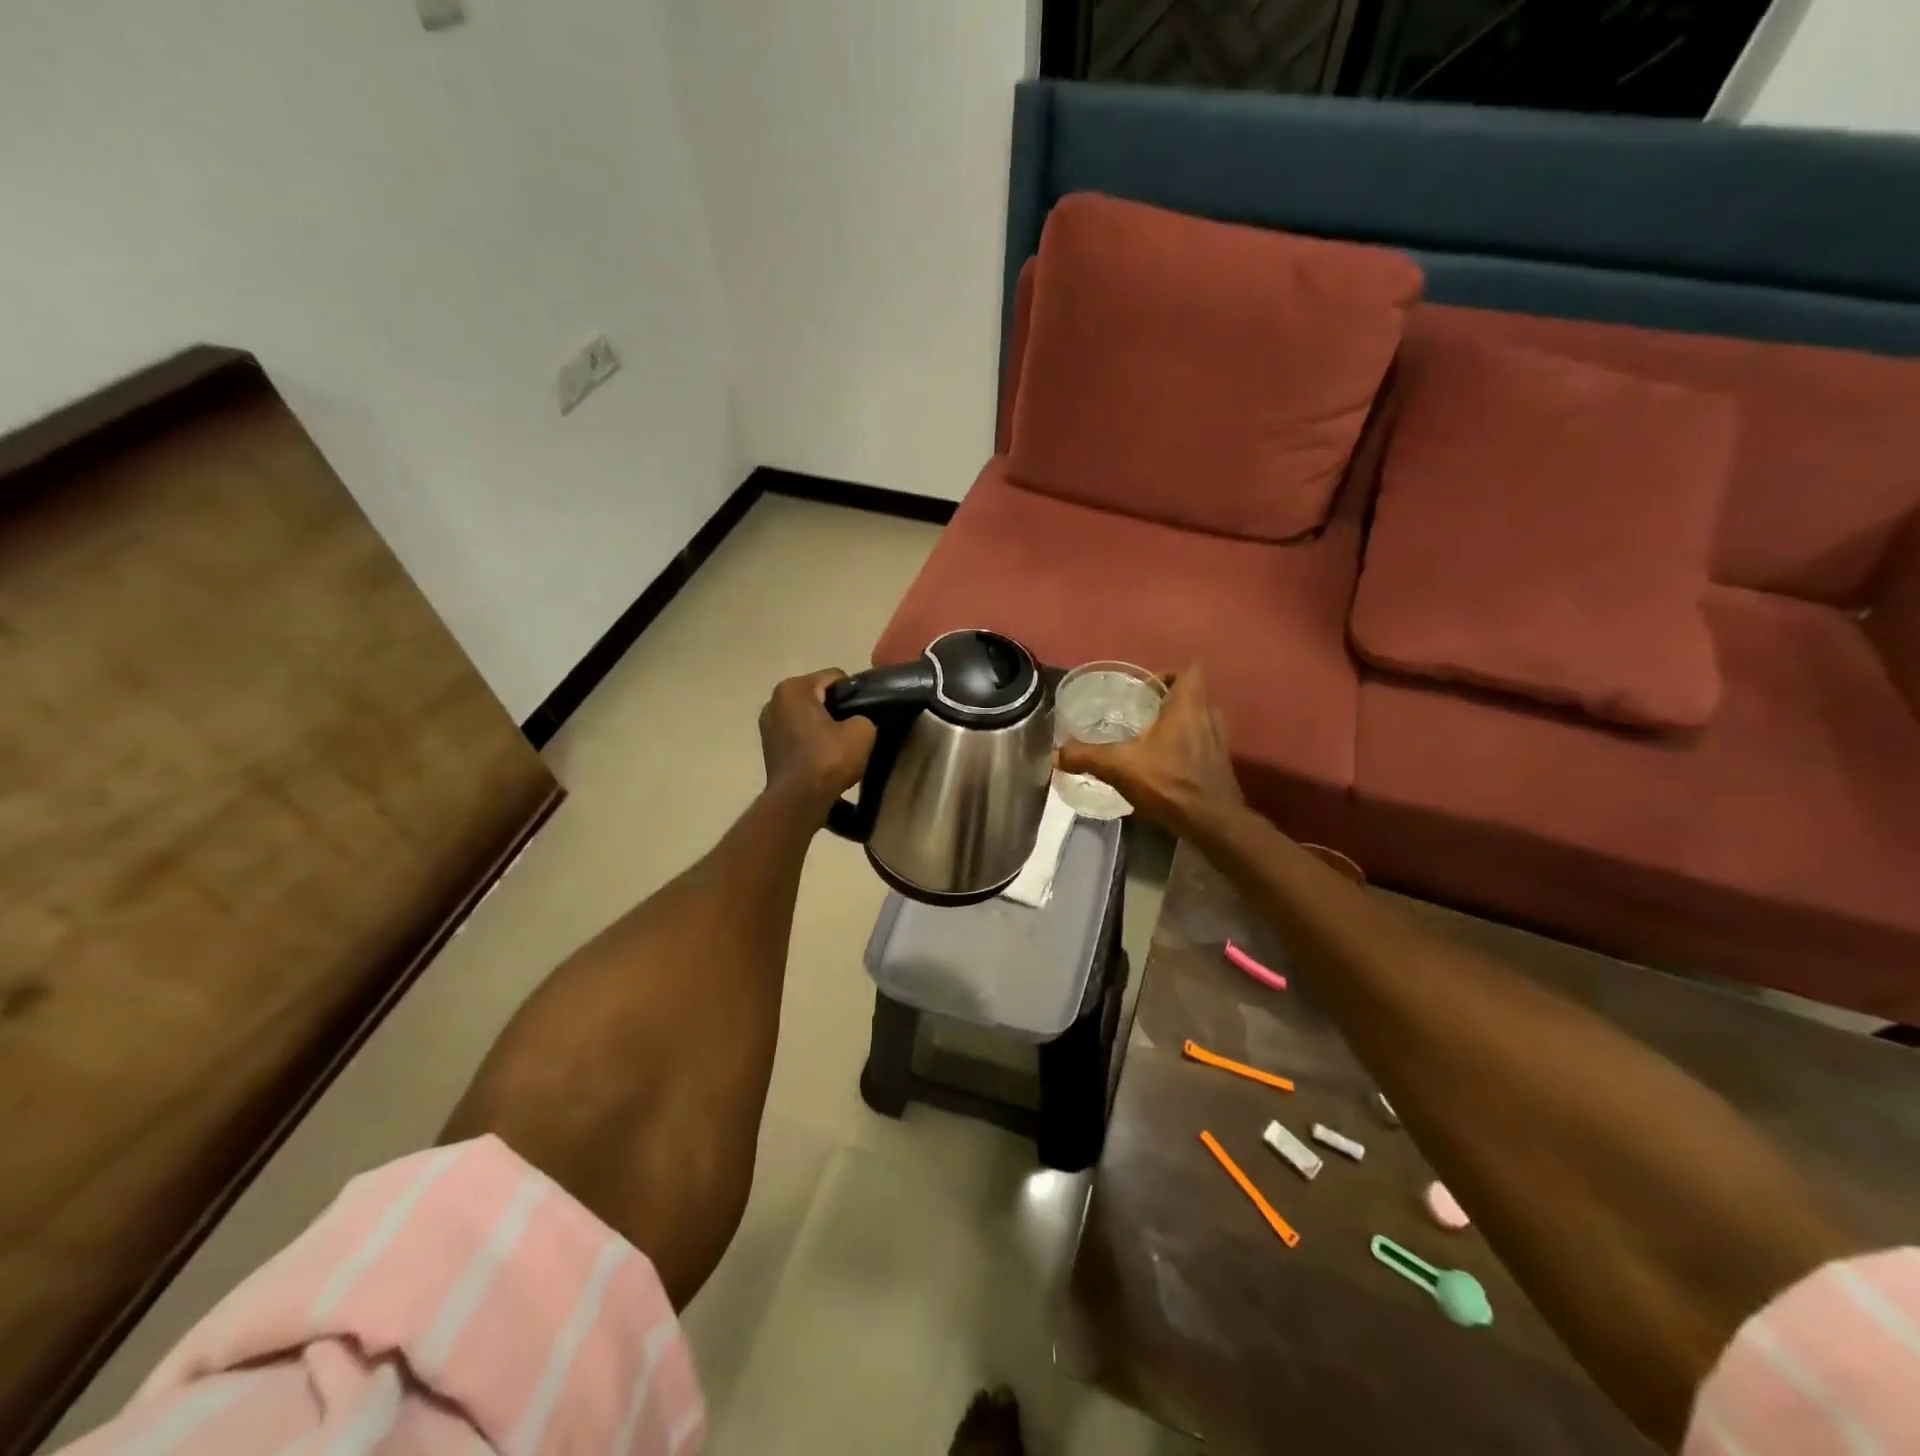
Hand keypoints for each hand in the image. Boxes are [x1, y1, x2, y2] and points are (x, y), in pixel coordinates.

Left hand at [760, 669, 875, 815]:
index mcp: (793, 688)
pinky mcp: (768, 746)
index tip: (865, 712)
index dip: (855, 692)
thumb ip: (864, 715)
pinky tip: (824, 756)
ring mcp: (767, 724)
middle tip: (854, 729)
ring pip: (807, 715)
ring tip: (839, 745)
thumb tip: (858, 720)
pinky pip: (797, 733)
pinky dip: (810, 740)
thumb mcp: (862, 731)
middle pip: (818, 695)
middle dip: (836, 708)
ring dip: (822, 725)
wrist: (798, 801)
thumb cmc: (828, 760)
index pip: (835, 677)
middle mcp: (774, 700)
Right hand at [1056, 664, 1243, 834]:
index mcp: (1188, 706)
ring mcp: (1219, 742)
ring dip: (1177, 726)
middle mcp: (1209, 717)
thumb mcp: (1119, 767)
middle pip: (1191, 697)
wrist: (1211, 823)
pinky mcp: (1220, 765)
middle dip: (1166, 702)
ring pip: (1198, 721)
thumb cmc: (1169, 783)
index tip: (1144, 690)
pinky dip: (1185, 748)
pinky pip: (1202, 744)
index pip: (1189, 671)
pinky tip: (1163, 765)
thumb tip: (1056, 754)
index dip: (1168, 675)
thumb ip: (1086, 756)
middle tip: (1139, 714)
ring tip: (1149, 740)